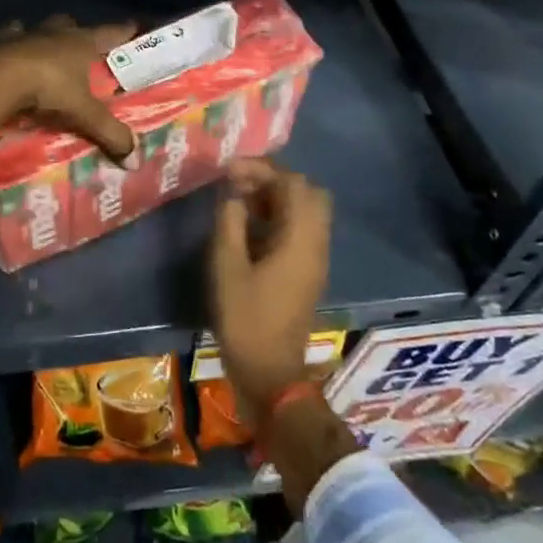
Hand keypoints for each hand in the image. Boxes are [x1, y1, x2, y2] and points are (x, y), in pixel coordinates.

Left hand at [0, 16, 137, 196]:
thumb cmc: (47, 87)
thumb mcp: (83, 113)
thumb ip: (109, 133)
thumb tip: (134, 161)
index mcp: (80, 41)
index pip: (110, 32)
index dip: (123, 30)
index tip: (133, 27)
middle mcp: (53, 32)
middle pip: (69, 24)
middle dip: (76, 32)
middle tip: (81, 48)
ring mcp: (23, 34)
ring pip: (37, 28)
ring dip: (41, 37)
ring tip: (43, 52)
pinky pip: (6, 40)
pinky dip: (9, 47)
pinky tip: (8, 59)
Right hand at [209, 158, 331, 421]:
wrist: (270, 372)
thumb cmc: (245, 318)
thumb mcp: (227, 265)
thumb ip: (231, 221)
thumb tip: (234, 193)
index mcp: (300, 238)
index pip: (293, 183)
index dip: (262, 169)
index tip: (229, 172)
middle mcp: (316, 243)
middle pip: (308, 192)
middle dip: (274, 180)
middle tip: (240, 185)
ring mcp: (316, 258)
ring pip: (306, 211)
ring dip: (276, 198)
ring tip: (240, 202)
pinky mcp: (308, 271)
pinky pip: (301, 229)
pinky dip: (279, 217)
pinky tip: (250, 227)